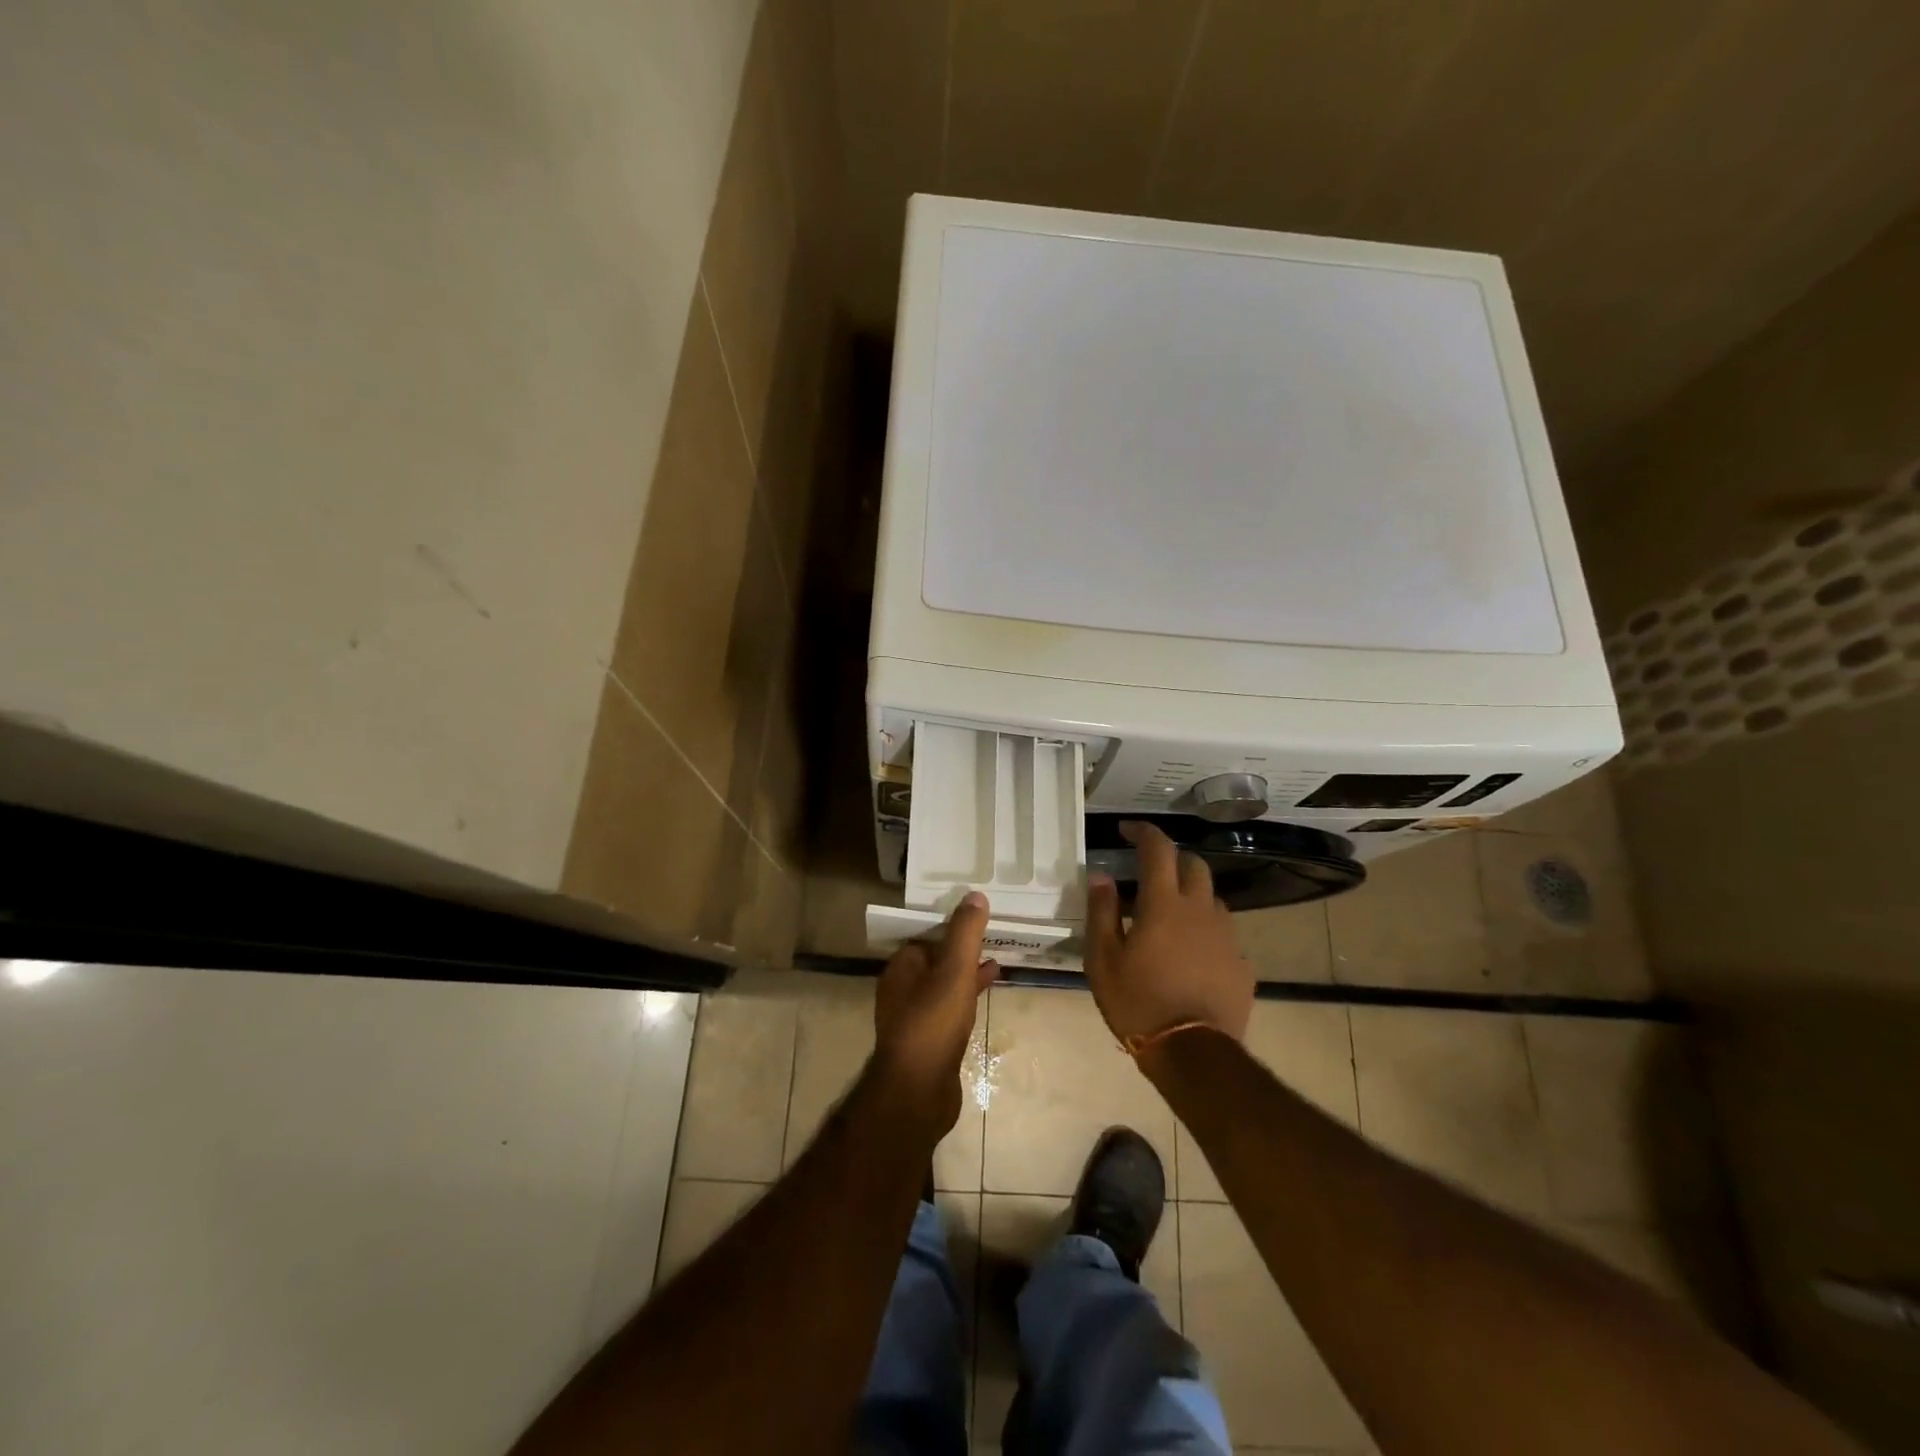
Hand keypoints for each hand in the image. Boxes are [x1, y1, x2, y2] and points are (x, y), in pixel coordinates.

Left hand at [873, 892, 999, 1132]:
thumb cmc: (933, 1024)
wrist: (919, 1093)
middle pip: (935, 960)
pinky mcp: (929, 1043)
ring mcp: (914, 1019)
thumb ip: (964, 933)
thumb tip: (975, 895)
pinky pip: (950, 1009)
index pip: (926, 937)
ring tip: (998, 961)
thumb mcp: (953, 971)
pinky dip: (967, 998)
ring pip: (944, 985)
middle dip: (962, 949)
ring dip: (967, 973)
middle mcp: (902, 991)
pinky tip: (988, 997)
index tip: (979, 918)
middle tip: (993, 938)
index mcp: (901, 969)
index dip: (951, 926)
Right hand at [1084, 821, 1253, 1045]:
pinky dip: (1205, 930)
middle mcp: (1200, 910)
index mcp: (1164, 904)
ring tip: (1169, 917)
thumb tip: (1101, 876)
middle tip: (1149, 874)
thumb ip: (1101, 912)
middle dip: (1171, 860)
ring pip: (1211, 898)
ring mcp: (1227, 936)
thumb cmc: (1138, 1003)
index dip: (1143, 832)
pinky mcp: (1242, 963)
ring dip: (1190, 895)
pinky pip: (1223, 932)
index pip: (1158, 848)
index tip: (1126, 830)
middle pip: (1193, 865)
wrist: (1194, 1054)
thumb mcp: (1103, 959)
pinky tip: (1191, 954)